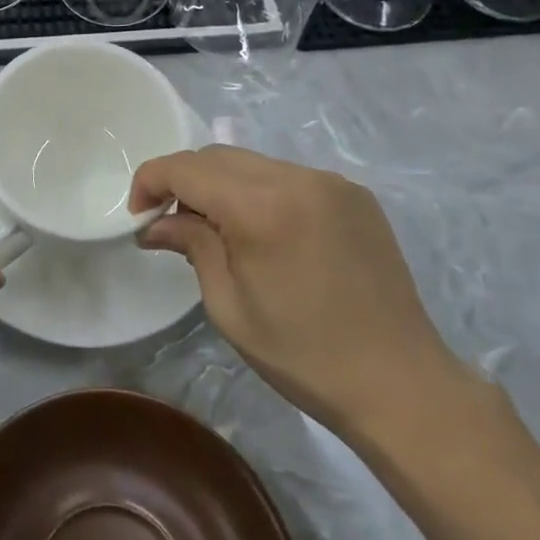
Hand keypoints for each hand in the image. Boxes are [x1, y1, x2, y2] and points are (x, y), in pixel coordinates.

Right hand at [130, 146, 468, 439]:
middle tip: (172, 224)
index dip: (151, 181)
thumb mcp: (229, 306)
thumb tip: (156, 223)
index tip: (138, 214)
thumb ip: (192, 246)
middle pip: (217, 156)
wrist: (401, 384)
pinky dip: (261, 191)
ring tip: (218, 230)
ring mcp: (331, 182)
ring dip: (222, 185)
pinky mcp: (354, 195)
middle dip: (184, 181)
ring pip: (253, 163)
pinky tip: (265, 233)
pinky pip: (289, 176)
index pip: (186, 168)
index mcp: (261, 207)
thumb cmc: (304, 355)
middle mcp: (297, 178)